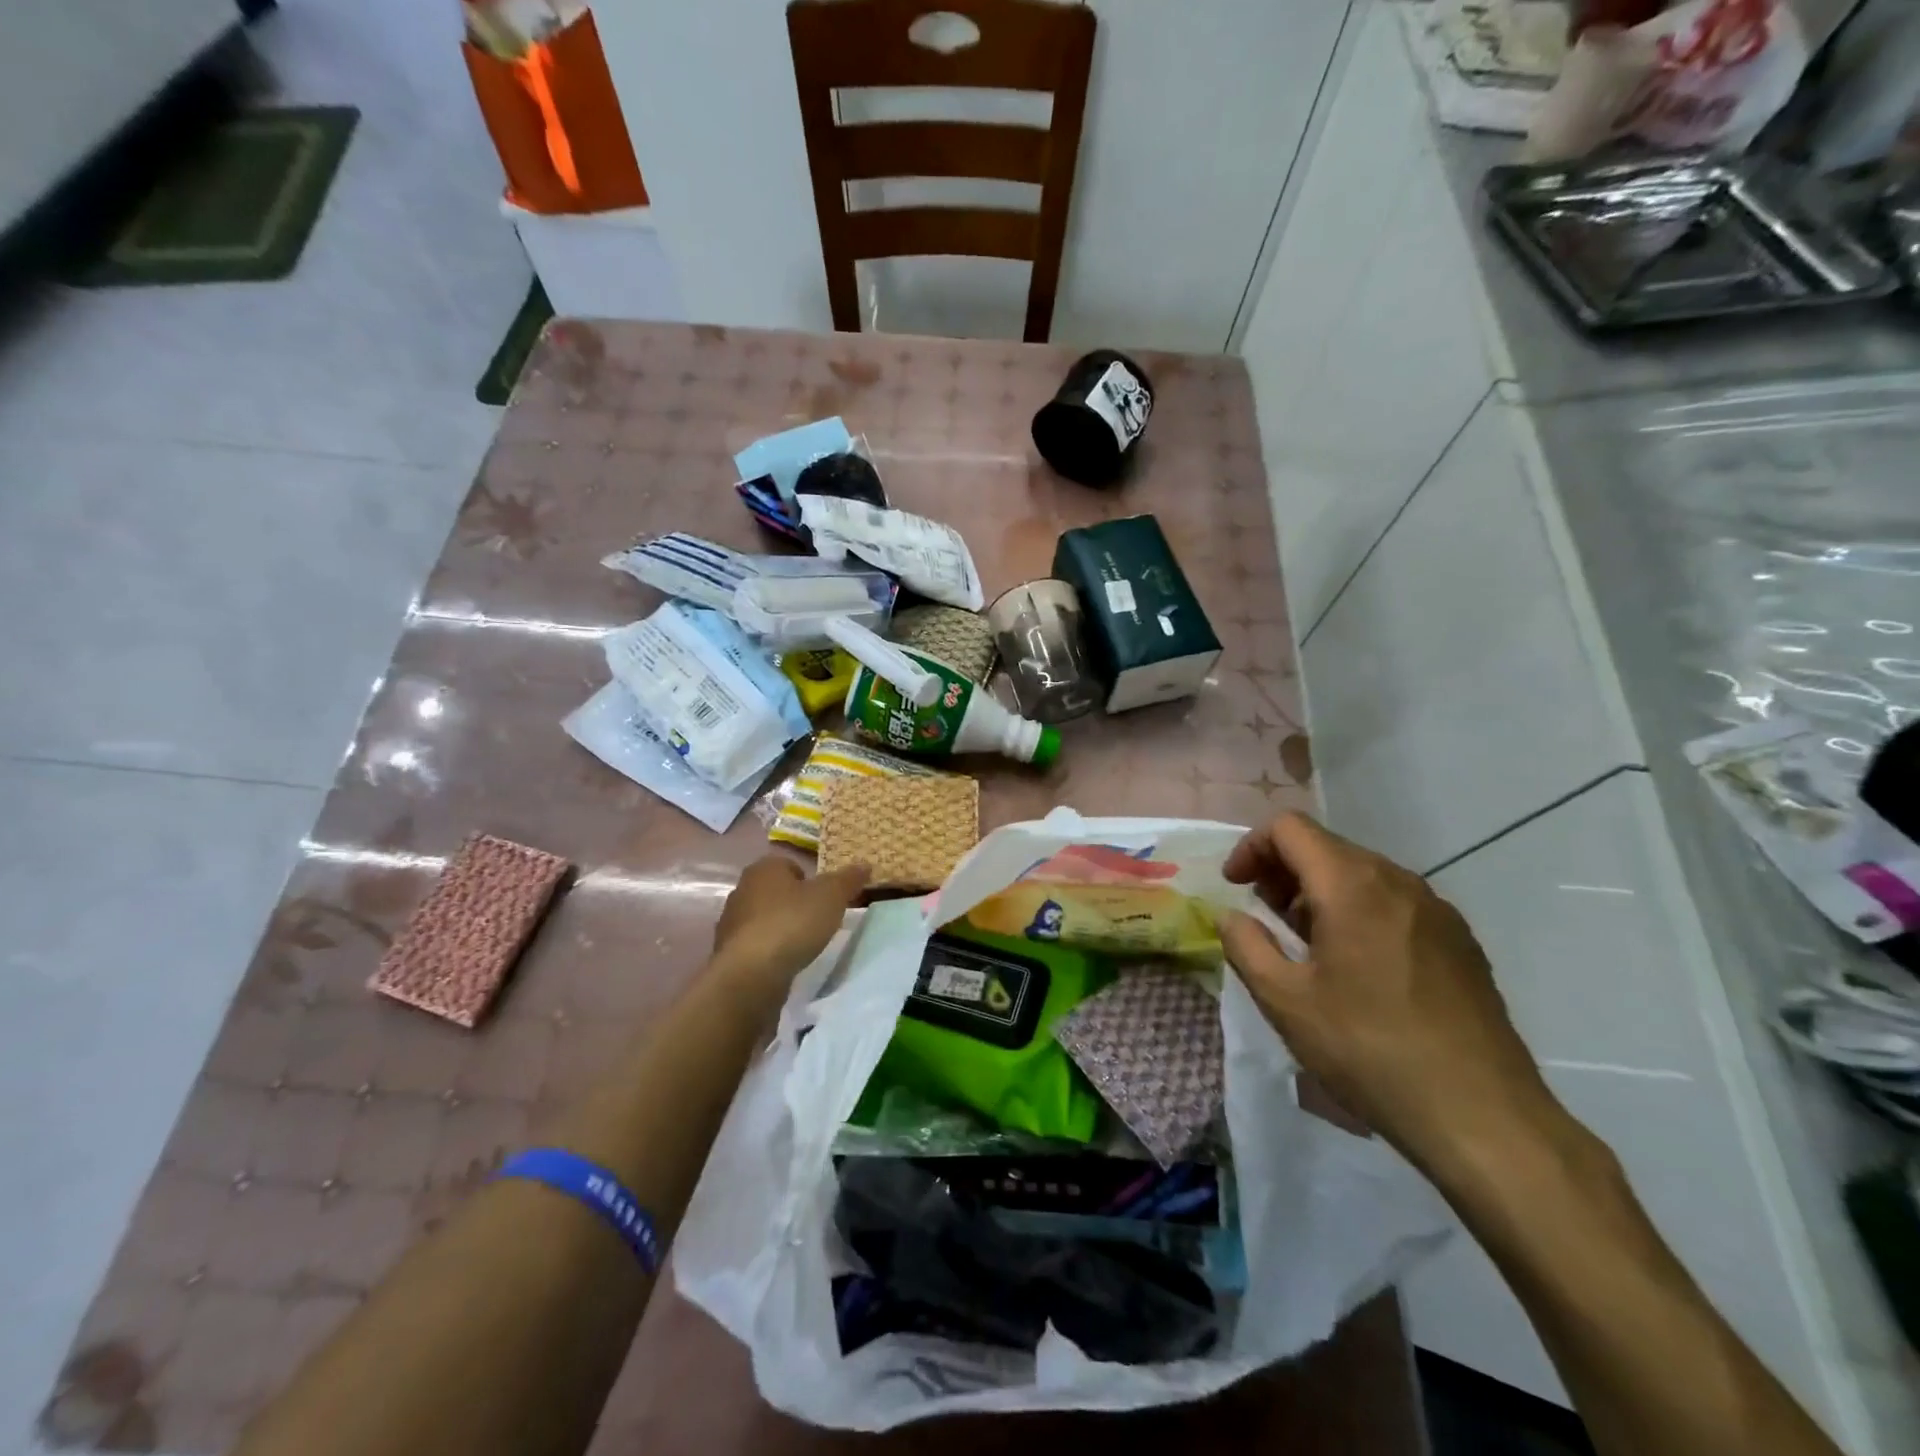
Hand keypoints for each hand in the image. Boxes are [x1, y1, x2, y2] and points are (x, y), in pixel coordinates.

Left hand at [711, 855, 867, 1002]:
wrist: (751, 974)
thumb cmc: (793, 923)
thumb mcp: (832, 896)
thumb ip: (848, 879)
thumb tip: (865, 865)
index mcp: (764, 868)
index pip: (790, 865)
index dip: (811, 881)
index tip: (826, 899)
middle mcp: (742, 889)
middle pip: (776, 892)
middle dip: (795, 904)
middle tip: (819, 921)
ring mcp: (731, 923)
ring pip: (764, 919)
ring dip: (781, 928)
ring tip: (803, 945)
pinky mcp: (728, 953)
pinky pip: (755, 945)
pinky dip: (770, 951)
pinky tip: (784, 963)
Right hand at [1217, 813, 1564, 1177]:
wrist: (1483, 1116)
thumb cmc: (1370, 1050)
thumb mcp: (1284, 1001)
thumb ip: (1245, 945)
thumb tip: (1233, 916)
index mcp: (1352, 885)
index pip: (1289, 829)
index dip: (1251, 847)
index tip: (1236, 887)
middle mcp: (1398, 881)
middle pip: (1325, 847)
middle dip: (1282, 872)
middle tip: (1264, 919)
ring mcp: (1436, 909)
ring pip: (1361, 874)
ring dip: (1319, 893)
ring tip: (1306, 946)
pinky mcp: (1460, 940)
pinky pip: (1393, 903)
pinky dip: (1358, 912)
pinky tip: (1357, 968)